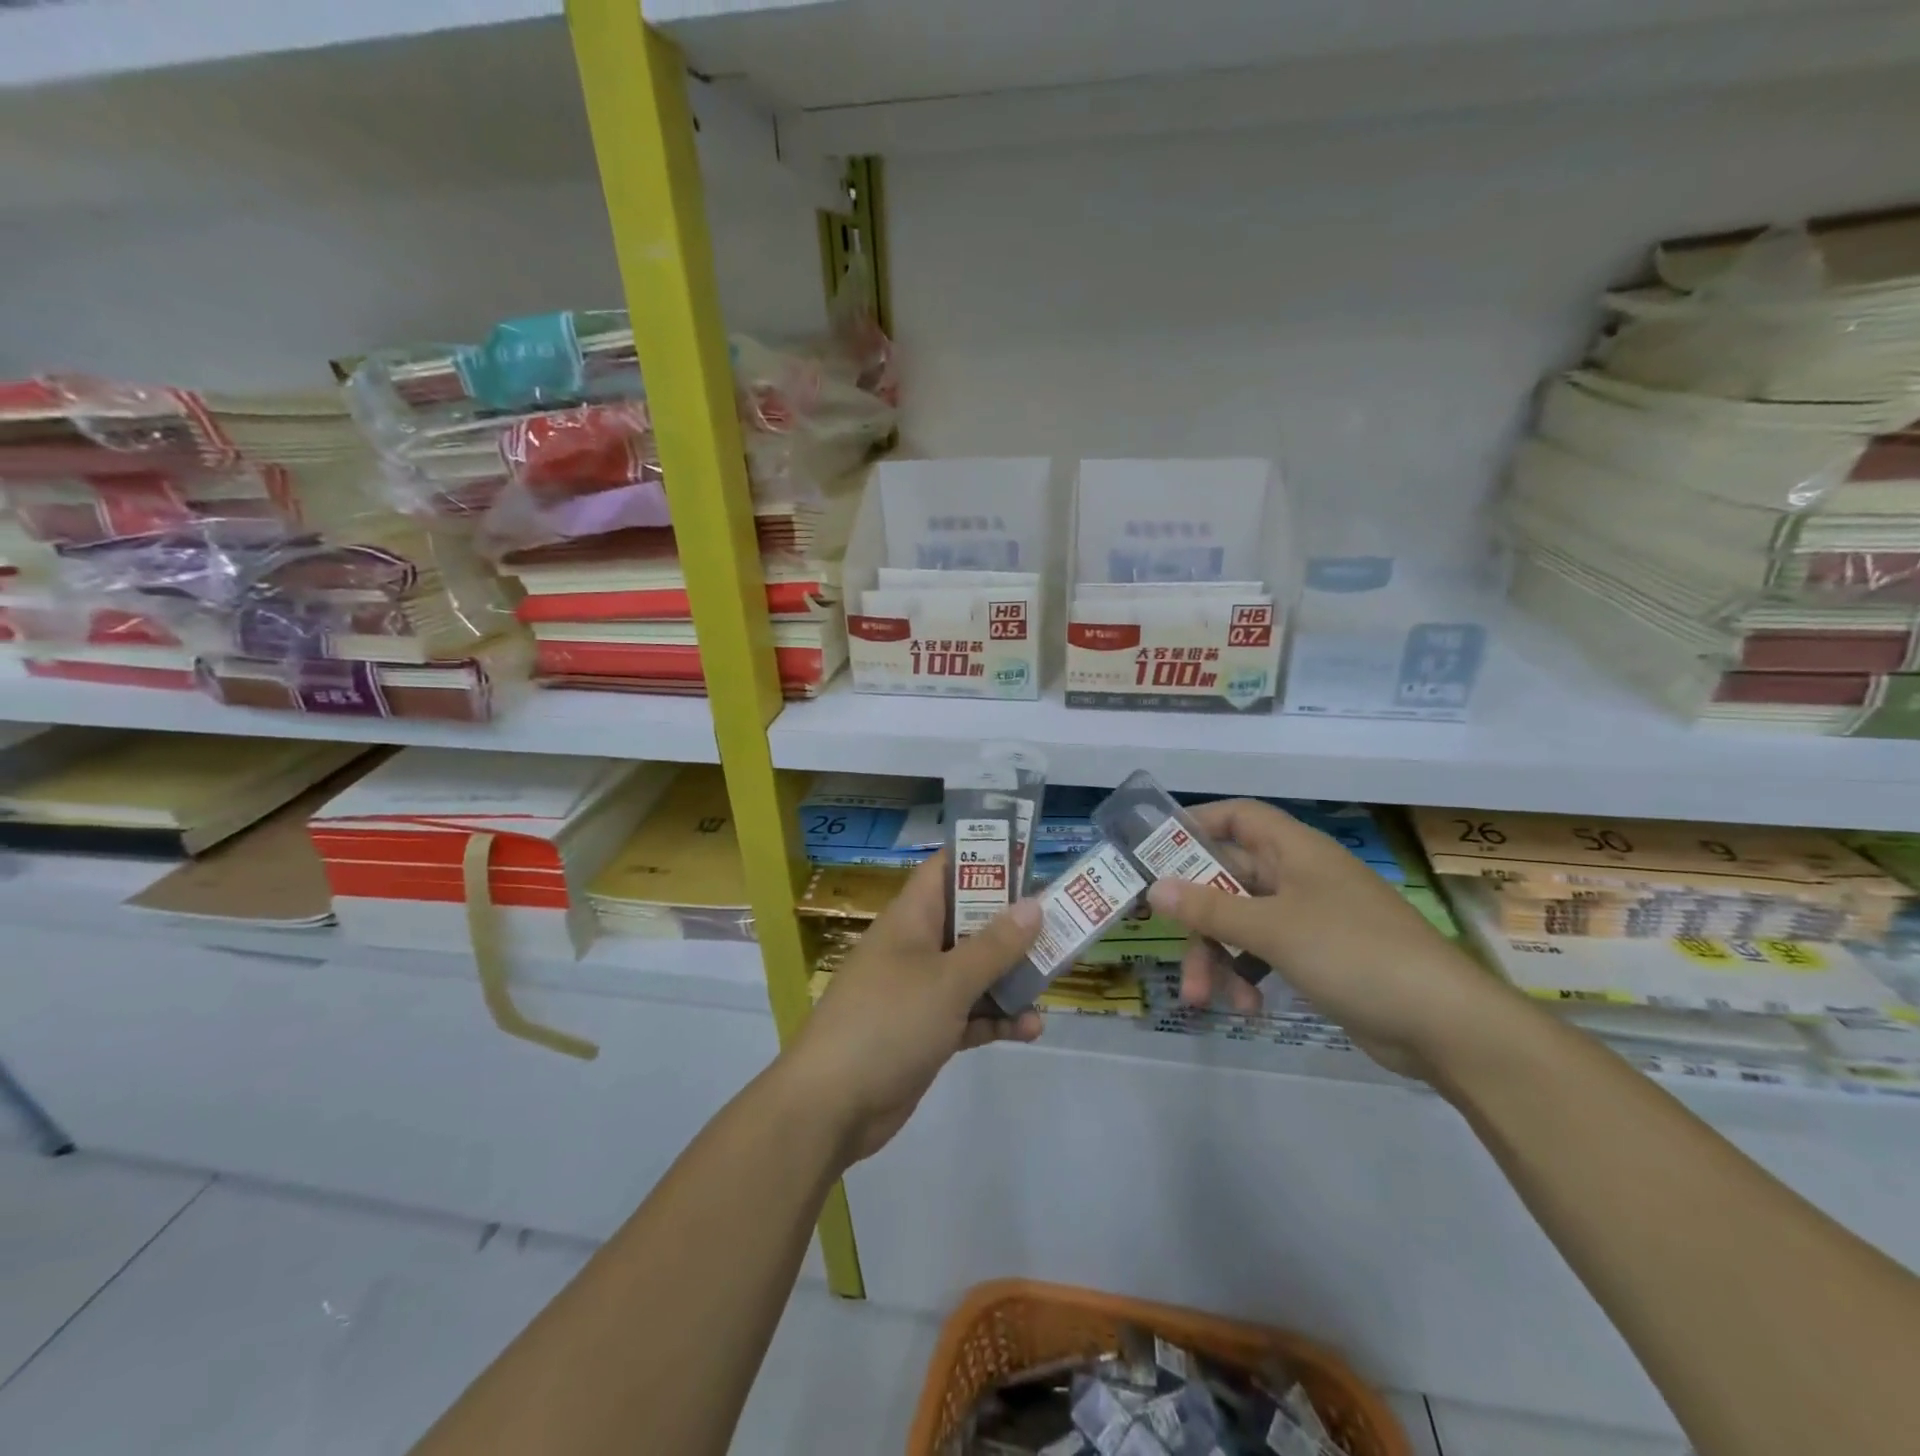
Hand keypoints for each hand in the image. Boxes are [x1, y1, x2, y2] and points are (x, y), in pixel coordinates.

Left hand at [784, 854, 1043, 1166]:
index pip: (946, 870)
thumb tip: (1033, 905)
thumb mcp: (947, 980)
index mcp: (912, 918)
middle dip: (1012, 923)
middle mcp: (917, 947)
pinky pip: (970, 1014)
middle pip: (970, 921)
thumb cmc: (888, 1022)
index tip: (1029, 860)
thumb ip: (994, 945)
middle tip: (1061, 924)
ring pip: (975, 970)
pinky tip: (1031, 1029)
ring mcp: (921, 990)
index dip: (984, 859)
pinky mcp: (927, 1031)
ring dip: (1011, 975)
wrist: (831, 1105)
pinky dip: (997, 1018)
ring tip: (1054, 977)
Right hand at [1147, 800, 1513, 1082]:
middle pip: (1228, 879)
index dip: (1196, 824)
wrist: (1445, 1024)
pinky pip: (1263, 954)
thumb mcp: (1274, 929)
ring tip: (1202, 998)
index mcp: (1294, 850)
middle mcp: (1298, 876)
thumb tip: (1155, 888)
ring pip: (1240, 923)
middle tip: (1165, 940)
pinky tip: (1247, 1008)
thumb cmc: (1355, 953)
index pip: (1238, 816)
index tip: (1156, 849)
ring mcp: (1308, 918)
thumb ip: (1210, 909)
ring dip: (1216, 957)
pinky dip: (1247, 976)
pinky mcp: (1316, 957)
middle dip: (1197, 915)